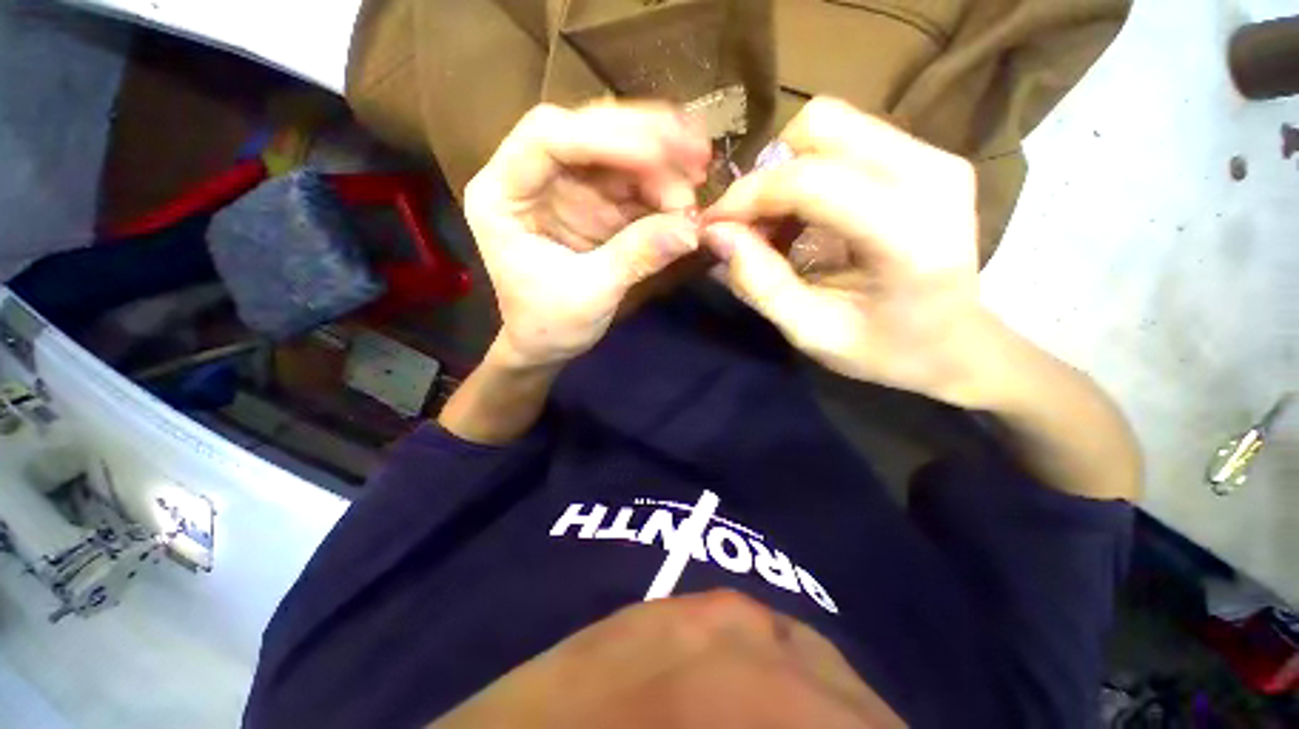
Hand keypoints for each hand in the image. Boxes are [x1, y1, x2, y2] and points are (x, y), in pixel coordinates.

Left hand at [465, 103, 711, 367]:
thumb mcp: (590, 296)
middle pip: (587, 134)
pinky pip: (631, 181)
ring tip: (699, 172)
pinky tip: (688, 188)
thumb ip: (637, 257)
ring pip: (615, 152)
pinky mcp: (592, 203)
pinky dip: (662, 183)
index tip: (660, 155)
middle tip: (696, 154)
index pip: (547, 139)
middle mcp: (531, 178)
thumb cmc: (549, 326)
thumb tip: (692, 229)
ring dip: (661, 160)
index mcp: (503, 195)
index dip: (605, 137)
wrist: (546, 345)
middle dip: (643, 140)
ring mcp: (565, 188)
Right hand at [700, 98, 983, 402]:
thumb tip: (716, 234)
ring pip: (830, 124)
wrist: (958, 343)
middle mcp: (929, 174)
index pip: (810, 180)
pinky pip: (847, 138)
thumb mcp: (812, 332)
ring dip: (785, 171)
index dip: (748, 196)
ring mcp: (934, 157)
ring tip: (775, 225)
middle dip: (767, 175)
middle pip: (819, 126)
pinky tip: (802, 217)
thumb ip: (761, 284)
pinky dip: (807, 171)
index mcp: (907, 234)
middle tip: (750, 226)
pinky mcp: (928, 156)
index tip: (714, 225)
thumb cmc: (886, 350)